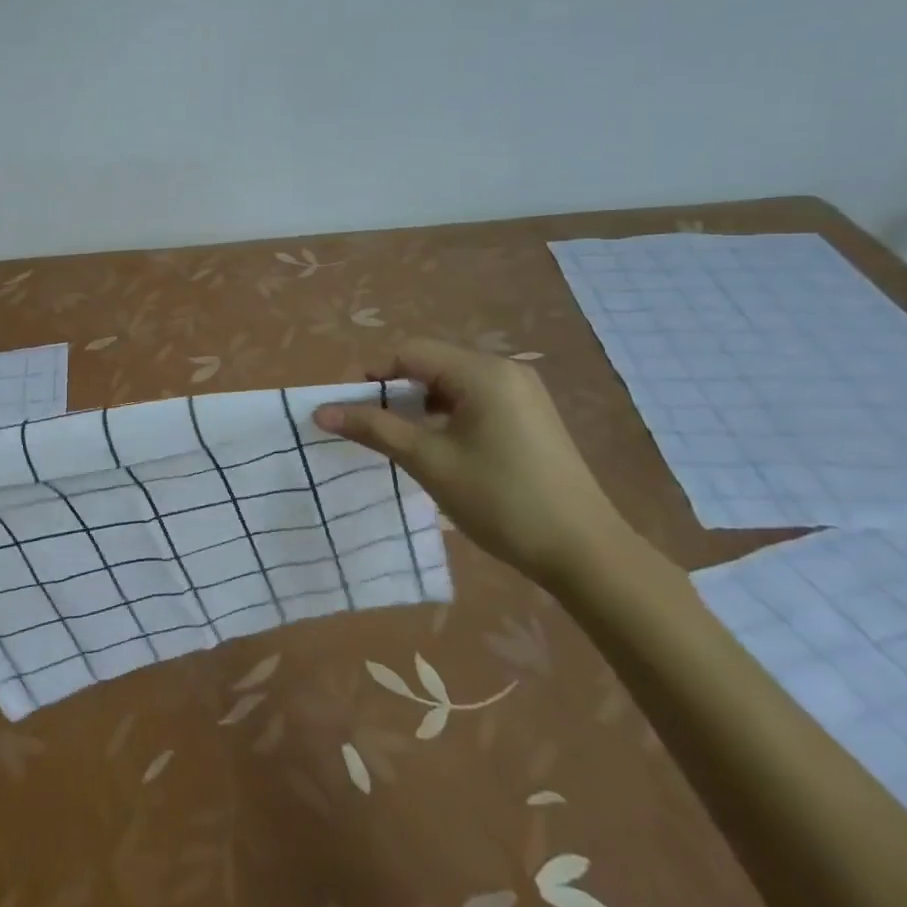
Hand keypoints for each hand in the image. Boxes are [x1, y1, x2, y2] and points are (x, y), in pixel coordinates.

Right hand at [313, 339, 632, 586]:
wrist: (585, 553)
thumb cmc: (499, 499)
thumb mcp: (427, 460)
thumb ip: (374, 428)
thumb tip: (321, 411)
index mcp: (482, 372)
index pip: (410, 353)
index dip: (373, 376)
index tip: (350, 410)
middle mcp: (505, 371)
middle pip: (431, 364)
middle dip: (395, 392)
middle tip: (371, 428)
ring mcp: (523, 394)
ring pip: (452, 385)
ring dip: (420, 406)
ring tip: (402, 441)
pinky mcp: (532, 417)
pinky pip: (475, 401)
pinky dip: (447, 416)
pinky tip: (439, 449)